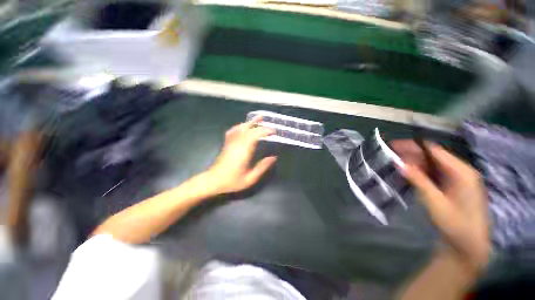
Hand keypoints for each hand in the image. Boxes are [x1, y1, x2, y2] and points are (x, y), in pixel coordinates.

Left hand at [206, 116, 276, 193]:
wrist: (213, 181)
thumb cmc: (232, 181)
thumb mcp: (250, 179)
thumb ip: (262, 167)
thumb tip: (273, 157)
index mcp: (243, 151)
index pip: (255, 136)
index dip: (264, 131)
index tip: (273, 131)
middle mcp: (237, 144)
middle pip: (249, 130)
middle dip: (261, 127)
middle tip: (270, 126)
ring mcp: (230, 142)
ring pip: (241, 128)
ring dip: (250, 122)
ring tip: (258, 117)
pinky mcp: (227, 143)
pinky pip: (233, 131)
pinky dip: (239, 126)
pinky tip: (243, 125)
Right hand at [391, 140, 490, 273]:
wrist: (469, 246)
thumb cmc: (455, 224)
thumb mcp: (435, 202)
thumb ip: (418, 180)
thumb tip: (399, 162)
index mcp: (462, 172)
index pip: (434, 150)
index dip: (413, 146)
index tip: (393, 145)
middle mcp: (461, 171)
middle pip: (433, 156)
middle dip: (411, 154)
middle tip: (390, 153)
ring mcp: (458, 179)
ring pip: (433, 165)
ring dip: (414, 163)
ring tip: (395, 162)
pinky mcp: (454, 187)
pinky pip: (435, 174)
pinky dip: (420, 172)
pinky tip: (408, 173)